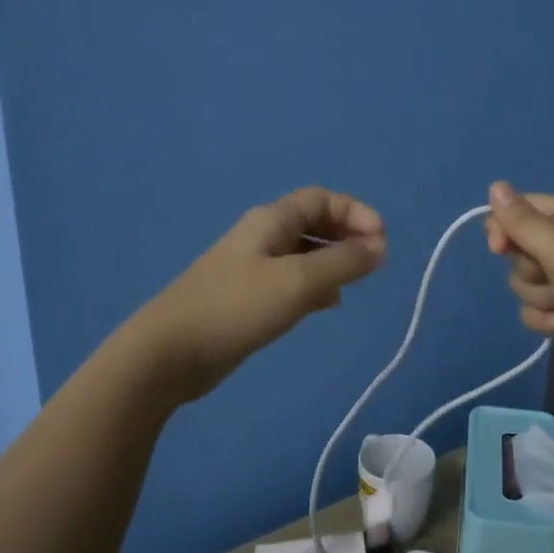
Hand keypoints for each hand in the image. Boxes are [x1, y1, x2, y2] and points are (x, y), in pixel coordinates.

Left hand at [132, 187, 386, 402]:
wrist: (171, 352)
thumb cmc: (237, 307)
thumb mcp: (298, 281)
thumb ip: (343, 262)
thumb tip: (379, 248)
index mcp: (271, 221)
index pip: (322, 199)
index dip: (356, 213)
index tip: (382, 241)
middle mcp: (263, 237)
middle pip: (314, 223)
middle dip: (347, 236)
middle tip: (373, 263)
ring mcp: (253, 268)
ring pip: (305, 254)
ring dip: (334, 262)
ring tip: (355, 284)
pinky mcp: (248, 298)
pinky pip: (292, 281)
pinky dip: (315, 286)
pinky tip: (327, 305)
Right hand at [484, 182, 553, 397]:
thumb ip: (526, 224)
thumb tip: (495, 186)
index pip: (524, 209)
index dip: (505, 227)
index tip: (499, 249)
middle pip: (520, 248)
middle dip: (529, 271)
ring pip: (523, 282)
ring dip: (539, 299)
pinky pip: (533, 308)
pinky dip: (545, 320)